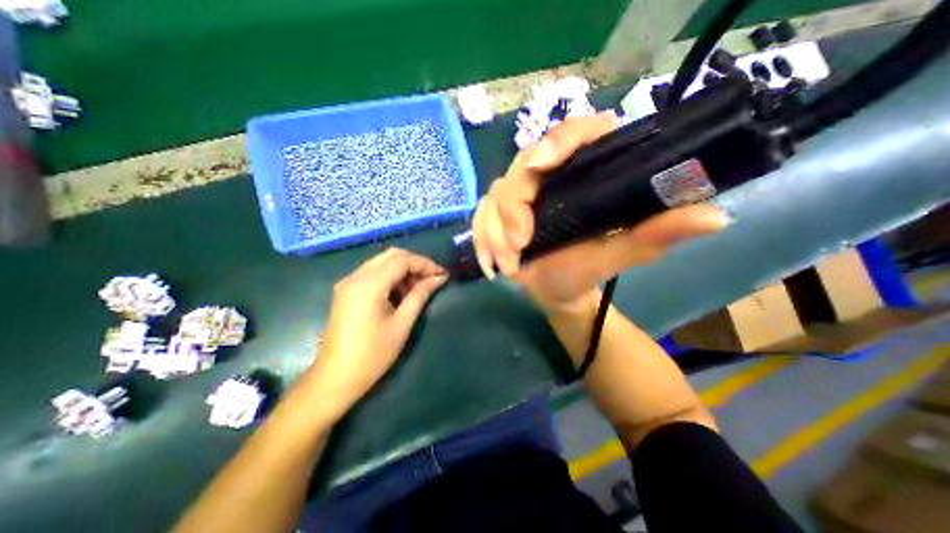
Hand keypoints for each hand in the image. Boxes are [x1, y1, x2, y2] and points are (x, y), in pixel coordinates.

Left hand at [306, 247, 448, 418]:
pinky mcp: (346, 290)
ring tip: (418, 287)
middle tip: (432, 278)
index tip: (442, 274)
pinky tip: (400, 292)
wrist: (335, 378)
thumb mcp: (402, 323)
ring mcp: (348, 282)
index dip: (425, 264)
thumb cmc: (373, 354)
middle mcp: (355, 276)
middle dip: (415, 263)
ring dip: (403, 269)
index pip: (402, 260)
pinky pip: (373, 272)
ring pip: (382, 262)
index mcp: (369, 284)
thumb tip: (439, 278)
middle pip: (391, 255)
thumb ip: (420, 295)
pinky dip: (390, 276)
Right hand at [470, 109, 728, 313]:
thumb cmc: (585, 272)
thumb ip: (654, 236)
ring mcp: (520, 194)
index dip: (558, 140)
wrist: (556, 290)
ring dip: (495, 228)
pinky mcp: (499, 211)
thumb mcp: (618, 256)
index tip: (542, 166)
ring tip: (508, 263)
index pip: (575, 133)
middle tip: (519, 242)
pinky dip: (482, 237)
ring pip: (496, 192)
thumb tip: (715, 216)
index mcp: (583, 173)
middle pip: (523, 164)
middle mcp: (550, 176)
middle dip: (514, 204)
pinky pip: (481, 214)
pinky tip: (492, 261)